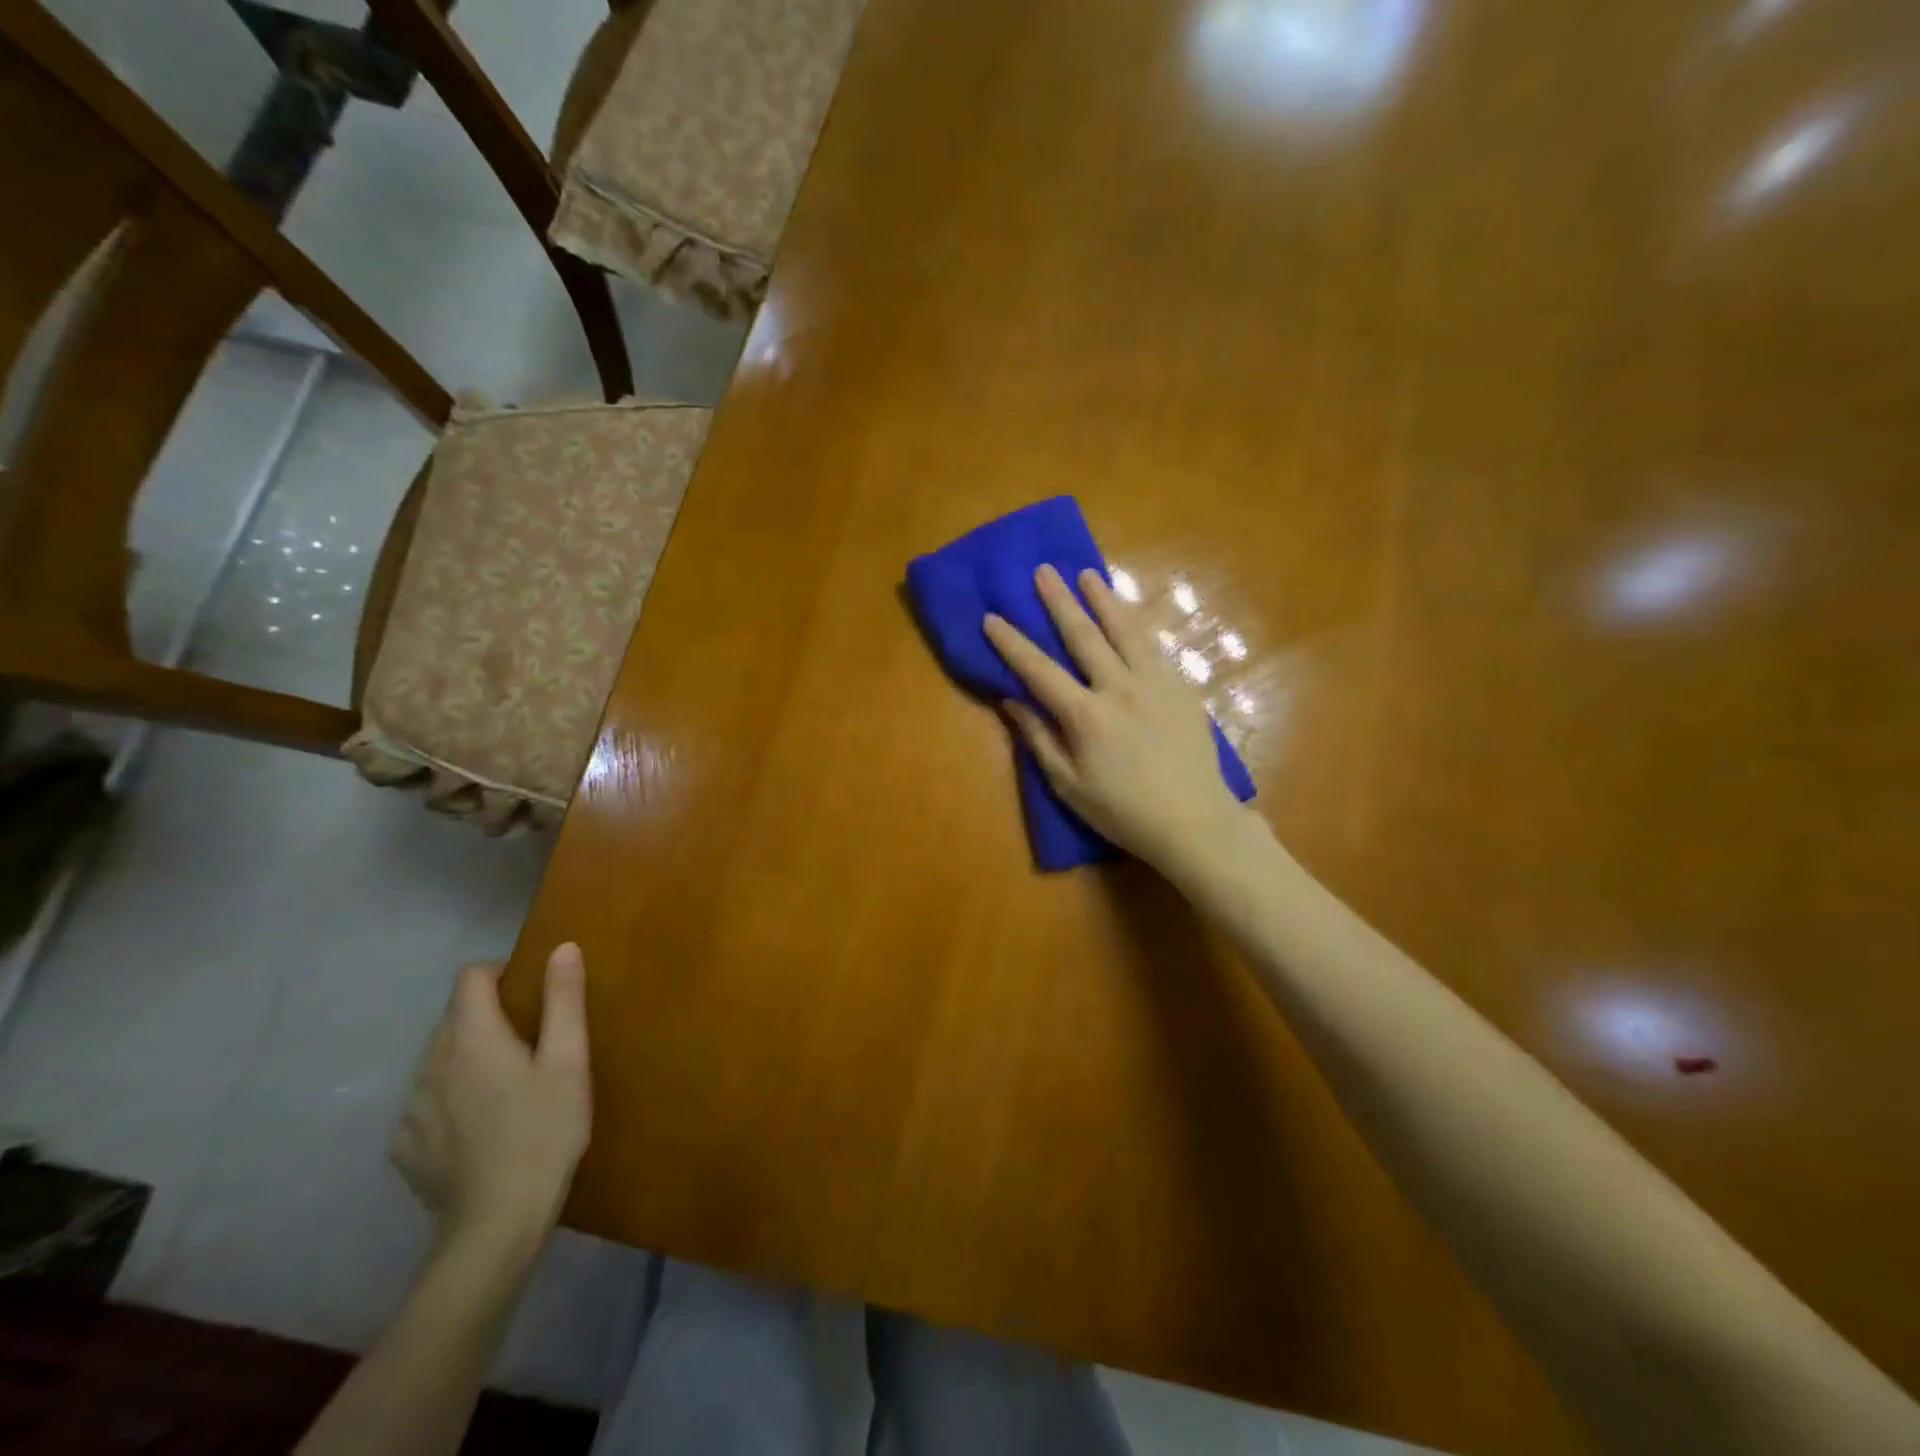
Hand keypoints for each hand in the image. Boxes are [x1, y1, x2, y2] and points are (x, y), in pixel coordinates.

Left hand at [390, 944, 591, 1256]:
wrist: (497, 1224)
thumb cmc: (545, 1131)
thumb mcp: (569, 1060)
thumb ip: (563, 999)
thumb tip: (562, 947)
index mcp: (472, 1038)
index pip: (470, 978)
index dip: (500, 973)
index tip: (529, 993)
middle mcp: (431, 1064)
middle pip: (453, 1017)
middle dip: (488, 1016)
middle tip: (530, 1041)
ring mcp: (411, 1109)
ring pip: (438, 1059)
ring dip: (468, 1057)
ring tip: (506, 1086)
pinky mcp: (404, 1147)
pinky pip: (427, 1102)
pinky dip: (450, 1098)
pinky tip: (479, 1126)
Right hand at [983, 564, 1250, 873]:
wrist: (1194, 821)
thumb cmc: (1123, 812)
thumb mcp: (1068, 786)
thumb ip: (1039, 739)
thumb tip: (1011, 701)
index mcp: (1086, 717)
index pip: (1039, 670)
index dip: (1012, 643)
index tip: (992, 617)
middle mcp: (1120, 688)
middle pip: (1084, 636)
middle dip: (1059, 602)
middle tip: (1043, 571)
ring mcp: (1155, 683)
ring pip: (1125, 630)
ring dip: (1104, 599)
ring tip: (1088, 574)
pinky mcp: (1181, 687)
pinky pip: (1154, 646)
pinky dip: (1136, 624)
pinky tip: (1127, 614)